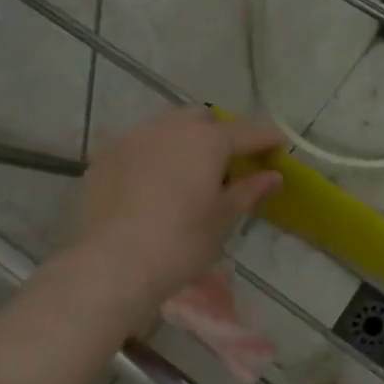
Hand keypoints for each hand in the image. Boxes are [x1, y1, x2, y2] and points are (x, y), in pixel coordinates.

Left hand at [75, 107, 283, 312]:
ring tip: (187, 169)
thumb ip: (249, 191)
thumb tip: (273, 176)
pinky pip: (137, 144)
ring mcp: (133, 138)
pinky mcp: (104, 156)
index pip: (246, 132)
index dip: (265, 138)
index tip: (278, 144)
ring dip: (183, 139)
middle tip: (228, 161)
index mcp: (207, 141)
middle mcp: (170, 128)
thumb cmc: (180, 243)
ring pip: (166, 126)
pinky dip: (152, 154)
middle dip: (219, 133)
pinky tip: (152, 180)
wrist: (112, 264)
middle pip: (202, 118)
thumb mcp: (223, 219)